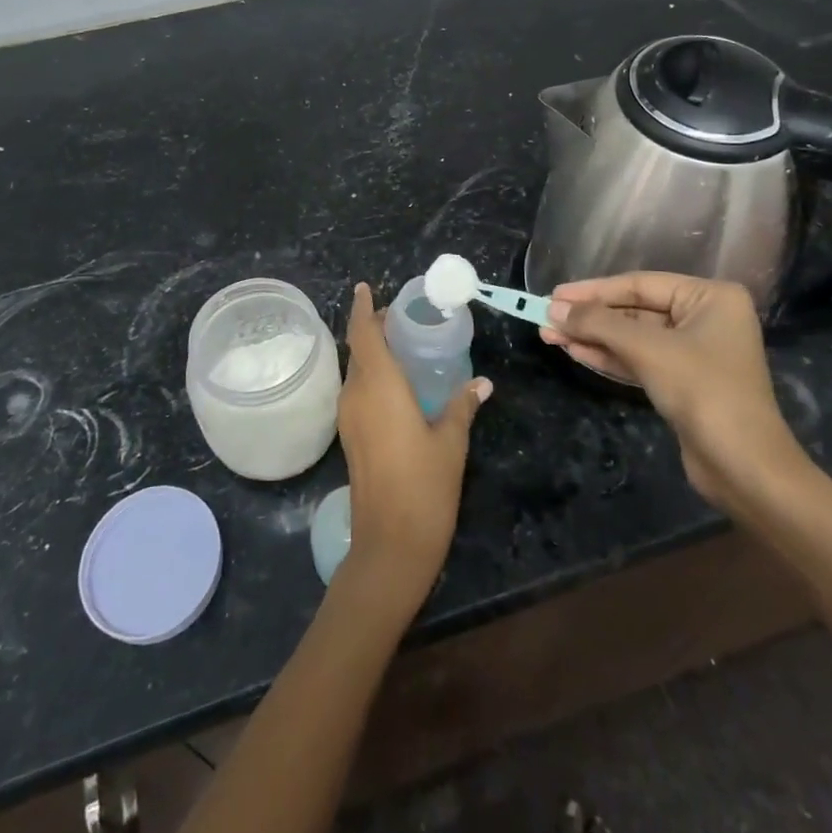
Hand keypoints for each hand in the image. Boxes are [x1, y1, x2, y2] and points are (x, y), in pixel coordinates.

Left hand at [336, 283, 491, 617]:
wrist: (390, 545)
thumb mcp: (451, 442)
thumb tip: (482, 383)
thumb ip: (462, 406)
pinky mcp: (350, 437)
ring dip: (371, 353)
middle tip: (400, 317)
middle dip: (372, 328)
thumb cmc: (424, 486)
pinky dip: (371, 376)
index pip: (363, 334)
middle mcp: (356, 395)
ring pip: (356, 372)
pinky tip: (395, 384)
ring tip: (400, 345)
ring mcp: (348, 418)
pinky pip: (357, 392)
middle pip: (358, 350)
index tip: (366, 287)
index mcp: (379, 386)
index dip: (363, 308)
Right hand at [540, 273, 808, 510]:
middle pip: (635, 310)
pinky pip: (640, 360)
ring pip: (633, 337)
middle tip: (545, 317)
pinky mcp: (684, 382)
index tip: (554, 294)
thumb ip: (599, 324)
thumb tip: (553, 309)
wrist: (745, 468)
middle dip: (590, 317)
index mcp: (710, 297)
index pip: (640, 284)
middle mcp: (705, 318)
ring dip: (593, 337)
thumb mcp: (647, 349)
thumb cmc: (703, 391)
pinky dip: (609, 357)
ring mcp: (695, 352)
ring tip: (550, 335)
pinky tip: (575, 352)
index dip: (593, 290)